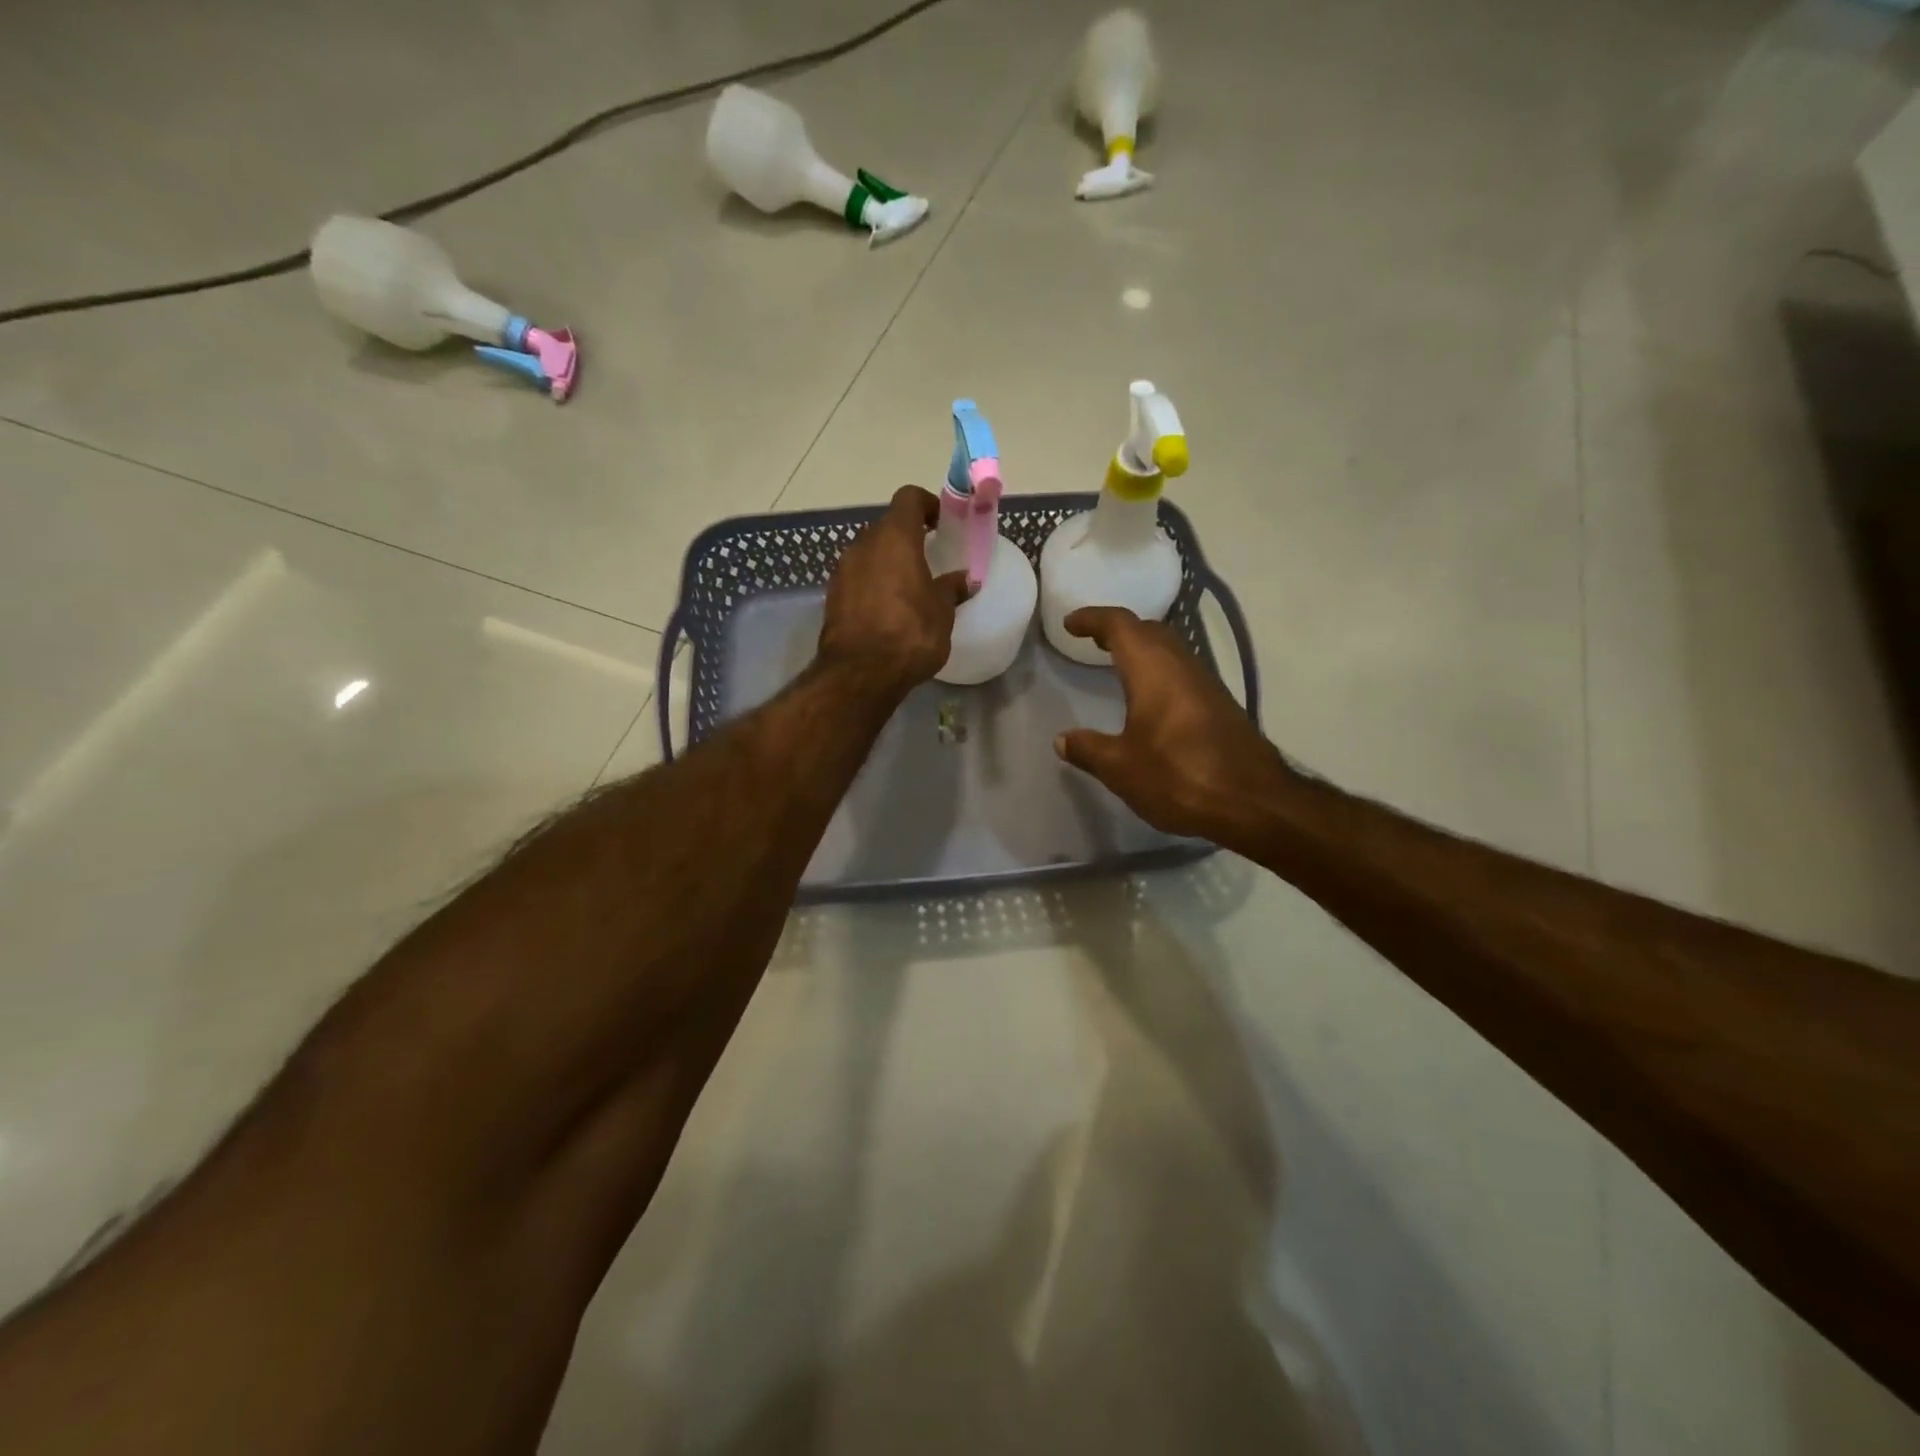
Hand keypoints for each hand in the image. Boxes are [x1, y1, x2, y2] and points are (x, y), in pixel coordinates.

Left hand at [818, 486, 970, 695]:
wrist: (860, 673)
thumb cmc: (910, 633)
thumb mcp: (942, 612)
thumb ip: (951, 589)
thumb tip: (963, 579)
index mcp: (895, 538)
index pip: (909, 499)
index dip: (927, 504)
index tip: (941, 523)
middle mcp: (864, 545)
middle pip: (886, 527)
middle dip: (907, 539)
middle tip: (927, 560)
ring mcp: (843, 570)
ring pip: (869, 554)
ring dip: (887, 563)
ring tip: (907, 589)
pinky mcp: (832, 596)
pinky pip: (857, 578)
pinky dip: (872, 584)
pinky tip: (886, 610)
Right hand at [1054, 607, 1293, 840]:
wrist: (1254, 803)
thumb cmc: (1179, 777)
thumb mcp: (1121, 768)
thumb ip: (1089, 749)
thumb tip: (1062, 740)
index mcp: (1153, 670)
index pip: (1120, 626)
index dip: (1093, 619)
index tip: (1070, 624)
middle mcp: (1182, 666)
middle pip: (1150, 631)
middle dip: (1120, 630)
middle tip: (1093, 641)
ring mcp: (1207, 685)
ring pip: (1170, 651)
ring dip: (1143, 649)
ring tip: (1117, 664)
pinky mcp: (1220, 707)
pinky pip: (1183, 673)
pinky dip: (1159, 671)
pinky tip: (1151, 699)